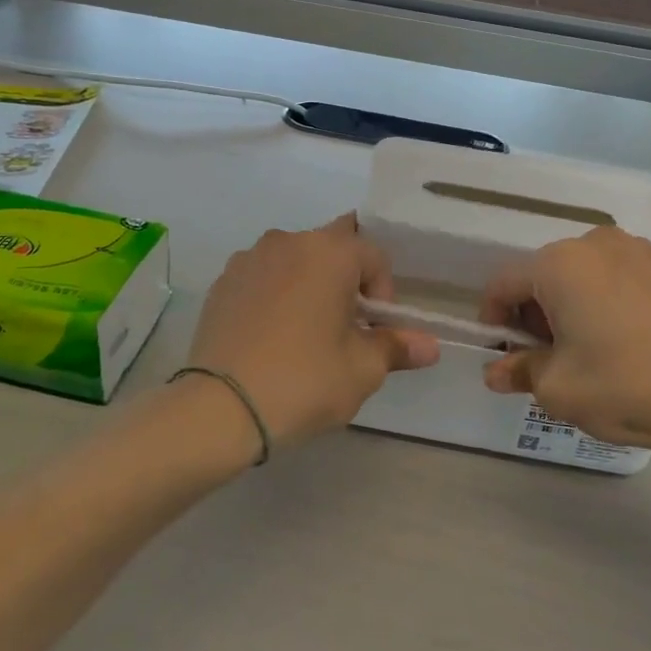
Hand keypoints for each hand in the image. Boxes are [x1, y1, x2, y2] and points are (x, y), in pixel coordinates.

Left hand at [186, 216, 438, 452]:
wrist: (220, 408)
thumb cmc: (304, 380)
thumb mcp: (362, 369)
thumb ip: (396, 347)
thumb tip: (430, 346)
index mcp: (329, 251)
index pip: (374, 255)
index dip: (383, 293)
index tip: (374, 331)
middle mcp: (287, 242)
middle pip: (332, 250)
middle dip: (346, 283)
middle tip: (345, 330)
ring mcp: (248, 260)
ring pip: (294, 263)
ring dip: (308, 286)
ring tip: (305, 334)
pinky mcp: (221, 284)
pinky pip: (262, 279)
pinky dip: (275, 297)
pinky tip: (271, 338)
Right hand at [480, 227, 650, 465]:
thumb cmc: (625, 387)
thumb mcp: (557, 389)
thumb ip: (519, 371)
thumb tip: (496, 371)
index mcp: (559, 264)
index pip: (503, 284)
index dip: (492, 318)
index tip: (500, 352)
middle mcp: (594, 243)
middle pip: (542, 275)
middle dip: (532, 313)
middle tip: (541, 357)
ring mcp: (637, 250)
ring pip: (579, 275)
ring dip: (567, 306)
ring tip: (582, 350)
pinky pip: (614, 278)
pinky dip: (602, 302)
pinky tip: (619, 340)